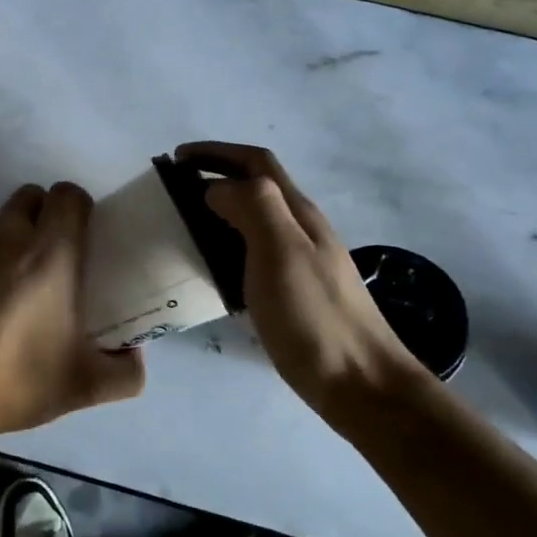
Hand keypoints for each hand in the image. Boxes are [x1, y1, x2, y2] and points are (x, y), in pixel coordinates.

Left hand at [0, 182, 144, 449]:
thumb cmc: (11, 381)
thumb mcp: (82, 387)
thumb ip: (124, 373)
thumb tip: (134, 359)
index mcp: (49, 252)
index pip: (68, 195)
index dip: (79, 208)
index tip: (82, 239)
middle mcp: (4, 235)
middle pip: (29, 198)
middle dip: (42, 218)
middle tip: (47, 265)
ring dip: (3, 247)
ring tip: (0, 300)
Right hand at [175, 142, 421, 412]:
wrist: (361, 384)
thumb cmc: (315, 316)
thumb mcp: (281, 251)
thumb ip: (252, 207)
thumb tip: (217, 187)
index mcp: (297, 213)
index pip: (257, 163)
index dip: (217, 152)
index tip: (177, 158)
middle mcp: (301, 230)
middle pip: (257, 187)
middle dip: (216, 177)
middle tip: (174, 191)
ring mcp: (300, 262)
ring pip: (254, 221)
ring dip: (219, 212)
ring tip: (184, 227)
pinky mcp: (294, 293)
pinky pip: (253, 255)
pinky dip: (226, 248)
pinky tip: (211, 271)